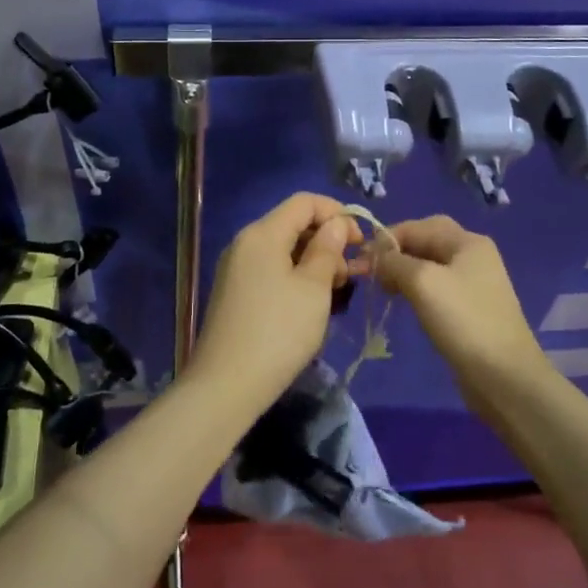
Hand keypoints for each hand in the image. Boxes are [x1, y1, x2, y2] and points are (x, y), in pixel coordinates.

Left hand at [188, 193, 361, 396]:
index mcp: (262, 233)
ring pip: (283, 250)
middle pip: (292, 224)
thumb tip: (337, 224)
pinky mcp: (235, 292)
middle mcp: (245, 243)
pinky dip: (295, 277)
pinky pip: (271, 270)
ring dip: (313, 262)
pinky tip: (310, 304)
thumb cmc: (279, 332)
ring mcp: (236, 268)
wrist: (226, 385)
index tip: (361, 243)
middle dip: (327, 241)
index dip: (337, 214)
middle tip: (350, 275)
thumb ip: (328, 249)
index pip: (304, 202)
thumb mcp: (314, 288)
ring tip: (334, 293)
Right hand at [366, 216, 553, 404]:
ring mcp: (473, 283)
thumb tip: (376, 257)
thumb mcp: (422, 282)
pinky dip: (414, 288)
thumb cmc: (463, 321)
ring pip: (428, 266)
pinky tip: (402, 301)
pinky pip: (435, 287)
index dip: (386, 239)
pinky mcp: (469, 308)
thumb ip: (394, 261)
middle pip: (424, 242)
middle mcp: (472, 255)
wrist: (504, 376)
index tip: (361, 260)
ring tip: (382, 288)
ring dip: (402, 271)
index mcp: (467, 241)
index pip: (417, 226)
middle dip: (394, 253)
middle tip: (370, 273)